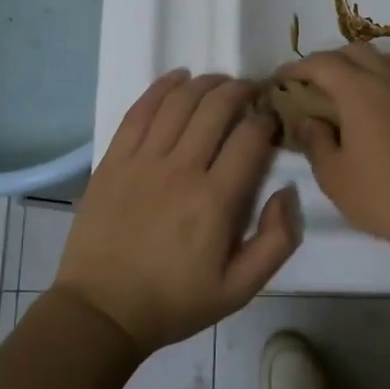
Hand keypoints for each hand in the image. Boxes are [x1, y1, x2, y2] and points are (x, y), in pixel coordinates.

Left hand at [55, 70, 301, 353]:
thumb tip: (287, 193)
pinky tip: (178, 78)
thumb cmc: (175, 301)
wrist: (102, 310)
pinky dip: (162, 87)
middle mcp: (181, 169)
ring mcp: (142, 160)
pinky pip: (140, 110)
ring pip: (180, 101)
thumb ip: (276, 242)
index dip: (267, 121)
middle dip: (240, 91)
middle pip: (216, 108)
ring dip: (206, 83)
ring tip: (220, 83)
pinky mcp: (114, 159)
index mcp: (215, 200)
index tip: (271, 122)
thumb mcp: (239, 289)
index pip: (250, 138)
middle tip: (251, 92)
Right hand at [279, 44, 389, 258]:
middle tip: (312, 86)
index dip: (297, 68)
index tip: (281, 81)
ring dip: (362, 65)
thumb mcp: (334, 177)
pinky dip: (386, 79)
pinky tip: (380, 110)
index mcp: (360, 91)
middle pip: (356, 51)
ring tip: (349, 91)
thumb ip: (315, 141)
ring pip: (386, 58)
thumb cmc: (384, 196)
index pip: (323, 63)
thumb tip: (310, 120)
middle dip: (329, 61)